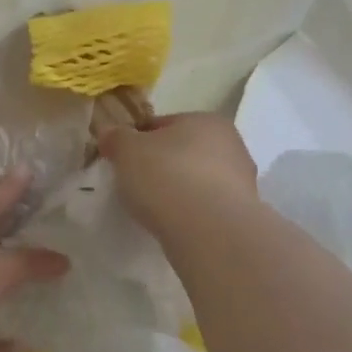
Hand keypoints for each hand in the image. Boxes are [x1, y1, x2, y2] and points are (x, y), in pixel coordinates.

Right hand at [98, 112, 258, 236]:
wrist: (209, 231)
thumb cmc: (166, 176)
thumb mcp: (126, 150)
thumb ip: (116, 138)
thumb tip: (109, 133)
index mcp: (205, 120)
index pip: (162, 124)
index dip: (137, 140)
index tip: (121, 159)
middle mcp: (231, 145)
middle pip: (183, 151)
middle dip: (160, 164)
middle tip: (134, 183)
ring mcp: (241, 181)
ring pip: (197, 180)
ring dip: (177, 189)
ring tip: (153, 208)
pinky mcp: (242, 214)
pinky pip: (206, 206)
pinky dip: (190, 212)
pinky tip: (173, 223)